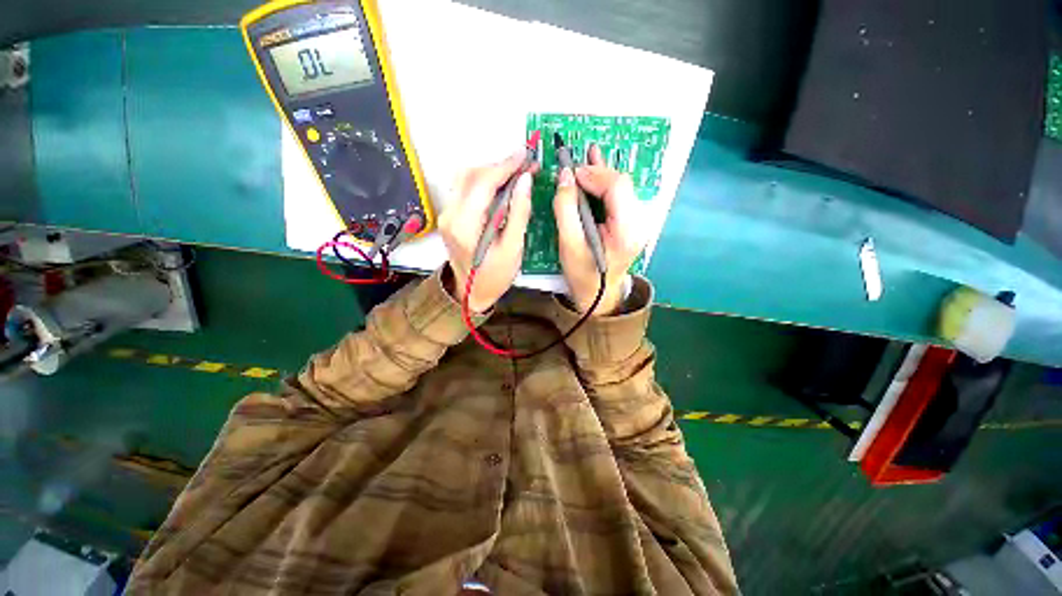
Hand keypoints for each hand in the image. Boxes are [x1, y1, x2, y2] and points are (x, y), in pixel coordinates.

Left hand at [440, 151, 533, 313]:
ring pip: (466, 178)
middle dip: (499, 166)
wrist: (470, 293)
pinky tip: (500, 187)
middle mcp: (450, 214)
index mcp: (465, 225)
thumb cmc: (494, 277)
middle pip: (471, 175)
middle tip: (524, 167)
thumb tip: (525, 180)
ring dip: (491, 172)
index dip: (505, 166)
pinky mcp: (449, 216)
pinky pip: (465, 189)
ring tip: (515, 176)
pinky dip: (483, 182)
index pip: (483, 183)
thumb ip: (519, 212)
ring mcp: (446, 214)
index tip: (525, 155)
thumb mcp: (513, 249)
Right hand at [554, 144, 646, 314]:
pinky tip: (597, 164)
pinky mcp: (631, 221)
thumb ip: (566, 208)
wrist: (598, 294)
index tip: (571, 173)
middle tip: (573, 170)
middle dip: (596, 172)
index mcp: (626, 231)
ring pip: (621, 186)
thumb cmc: (582, 274)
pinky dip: (605, 182)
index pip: (617, 188)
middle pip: (621, 184)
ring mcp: (638, 221)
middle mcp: (639, 222)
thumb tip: (565, 175)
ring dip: (600, 173)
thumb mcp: (568, 243)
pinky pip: (619, 195)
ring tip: (584, 158)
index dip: (594, 174)